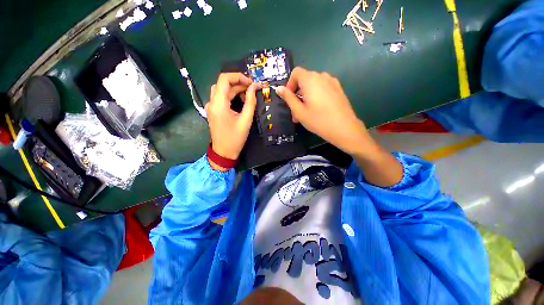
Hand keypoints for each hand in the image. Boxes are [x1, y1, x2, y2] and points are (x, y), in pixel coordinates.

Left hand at [205, 73, 260, 165]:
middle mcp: (212, 102)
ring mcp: (211, 105)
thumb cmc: (235, 138)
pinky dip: (231, 94)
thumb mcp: (246, 119)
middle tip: (252, 88)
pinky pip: (221, 96)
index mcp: (218, 103)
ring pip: (222, 88)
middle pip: (223, 82)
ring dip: (235, 88)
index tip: (250, 82)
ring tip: (249, 94)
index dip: (238, 76)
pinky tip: (242, 99)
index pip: (224, 78)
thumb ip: (250, 100)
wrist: (223, 153)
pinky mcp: (213, 109)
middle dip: (239, 82)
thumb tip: (255, 86)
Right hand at [276, 67, 402, 186]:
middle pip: (305, 78)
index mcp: (310, 79)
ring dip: (308, 93)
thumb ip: (288, 98)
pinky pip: (324, 86)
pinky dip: (318, 93)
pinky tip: (320, 108)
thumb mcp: (300, 112)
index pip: (296, 72)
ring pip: (315, 83)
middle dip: (298, 91)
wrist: (346, 129)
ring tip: (308, 110)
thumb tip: (279, 88)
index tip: (290, 98)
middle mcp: (321, 76)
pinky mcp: (339, 89)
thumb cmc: (320, 121)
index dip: (290, 83)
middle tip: (296, 110)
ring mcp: (332, 82)